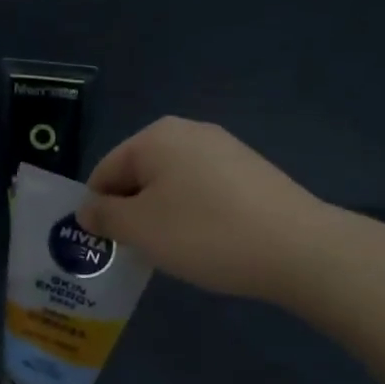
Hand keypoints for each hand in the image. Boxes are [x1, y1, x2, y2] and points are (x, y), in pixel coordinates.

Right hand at [77, 118, 321, 302]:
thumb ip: (103, 216)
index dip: (98, 211)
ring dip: (162, 216)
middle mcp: (188, 131)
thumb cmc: (204, 234)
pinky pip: (202, 190)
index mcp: (155, 137)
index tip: (109, 247)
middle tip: (141, 252)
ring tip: (177, 251)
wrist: (297, 248)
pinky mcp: (250, 170)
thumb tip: (87, 209)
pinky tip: (209, 242)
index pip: (104, 172)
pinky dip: (194, 214)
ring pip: (171, 184)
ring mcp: (224, 148)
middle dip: (131, 212)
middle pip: (138, 175)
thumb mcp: (140, 229)